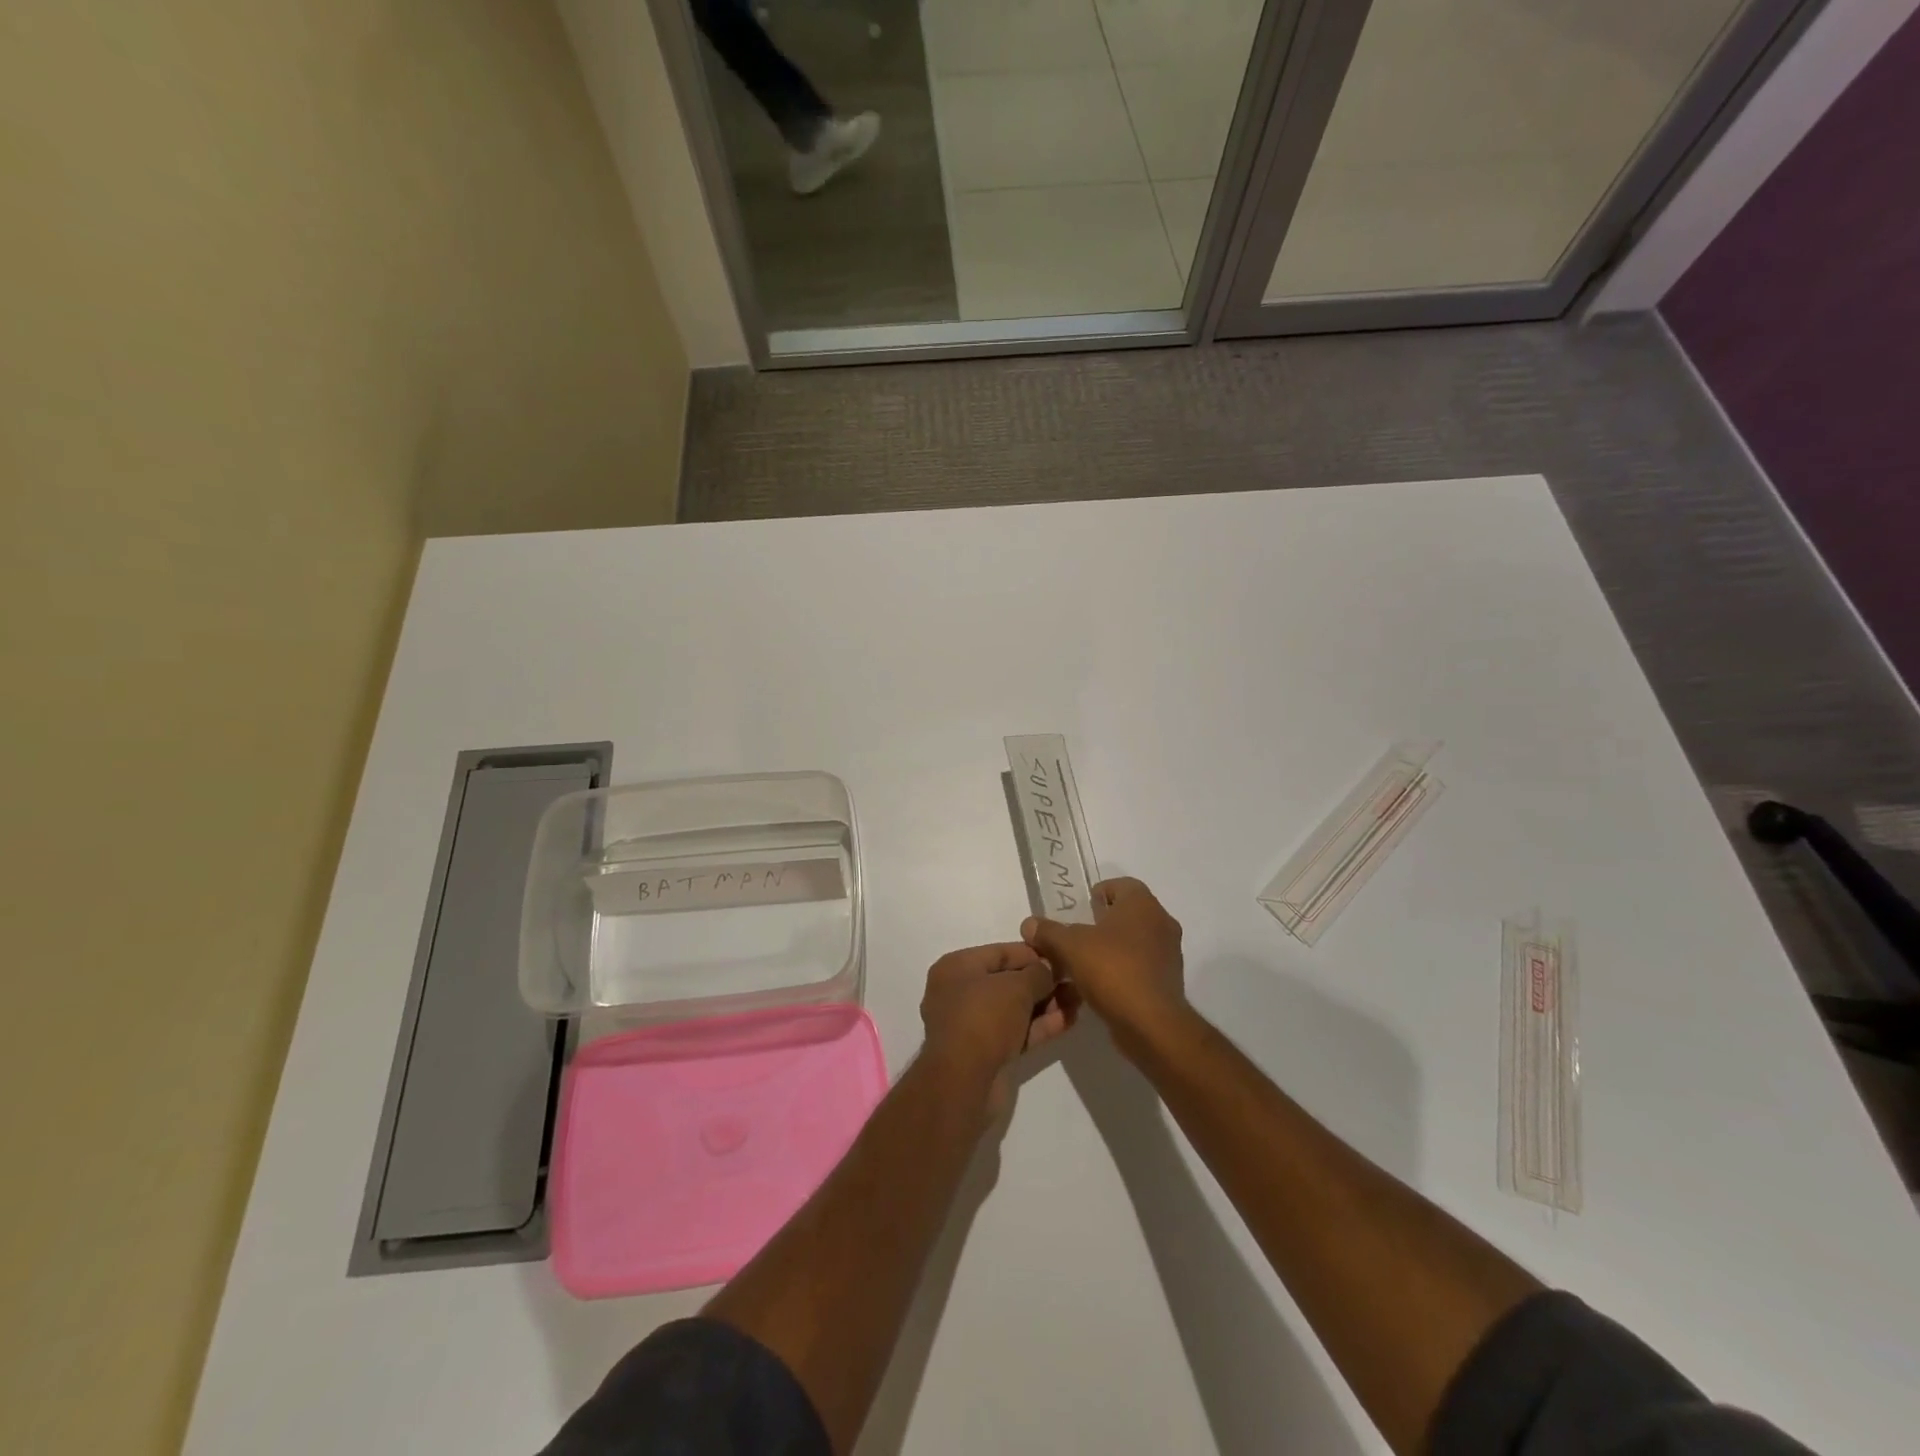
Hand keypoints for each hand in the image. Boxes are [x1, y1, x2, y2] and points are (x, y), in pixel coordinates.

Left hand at [919, 942, 1074, 1115]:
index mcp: (957, 968)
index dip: (1032, 953)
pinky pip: (1016, 1032)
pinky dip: (1040, 1026)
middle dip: (1042, 982)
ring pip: (1015, 1009)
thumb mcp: (1016, 986)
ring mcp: (973, 1025)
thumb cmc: (984, 1017)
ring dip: (1046, 1004)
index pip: (1000, 952)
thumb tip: (1049, 969)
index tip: (1061, 957)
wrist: (964, 1082)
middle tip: (1074, 980)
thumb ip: (1038, 973)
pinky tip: (1069, 1020)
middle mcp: (960, 993)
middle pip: (1008, 981)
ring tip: (1078, 999)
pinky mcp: (986, 1053)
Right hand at [1021, 877, 1186, 1056]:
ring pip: (1136, 940)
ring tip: (1085, 963)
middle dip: (1103, 922)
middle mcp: (1162, 922)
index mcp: (1143, 904)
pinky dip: (1124, 969)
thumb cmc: (1113, 970)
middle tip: (1077, 936)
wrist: (1151, 1023)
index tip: (1080, 910)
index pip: (1121, 885)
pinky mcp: (1169, 980)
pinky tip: (1102, 985)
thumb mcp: (1070, 946)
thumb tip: (1029, 924)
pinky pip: (1143, 964)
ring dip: (1113, 947)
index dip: (1099, 893)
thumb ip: (1048, 932)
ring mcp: (1169, 953)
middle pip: (1128, 913)